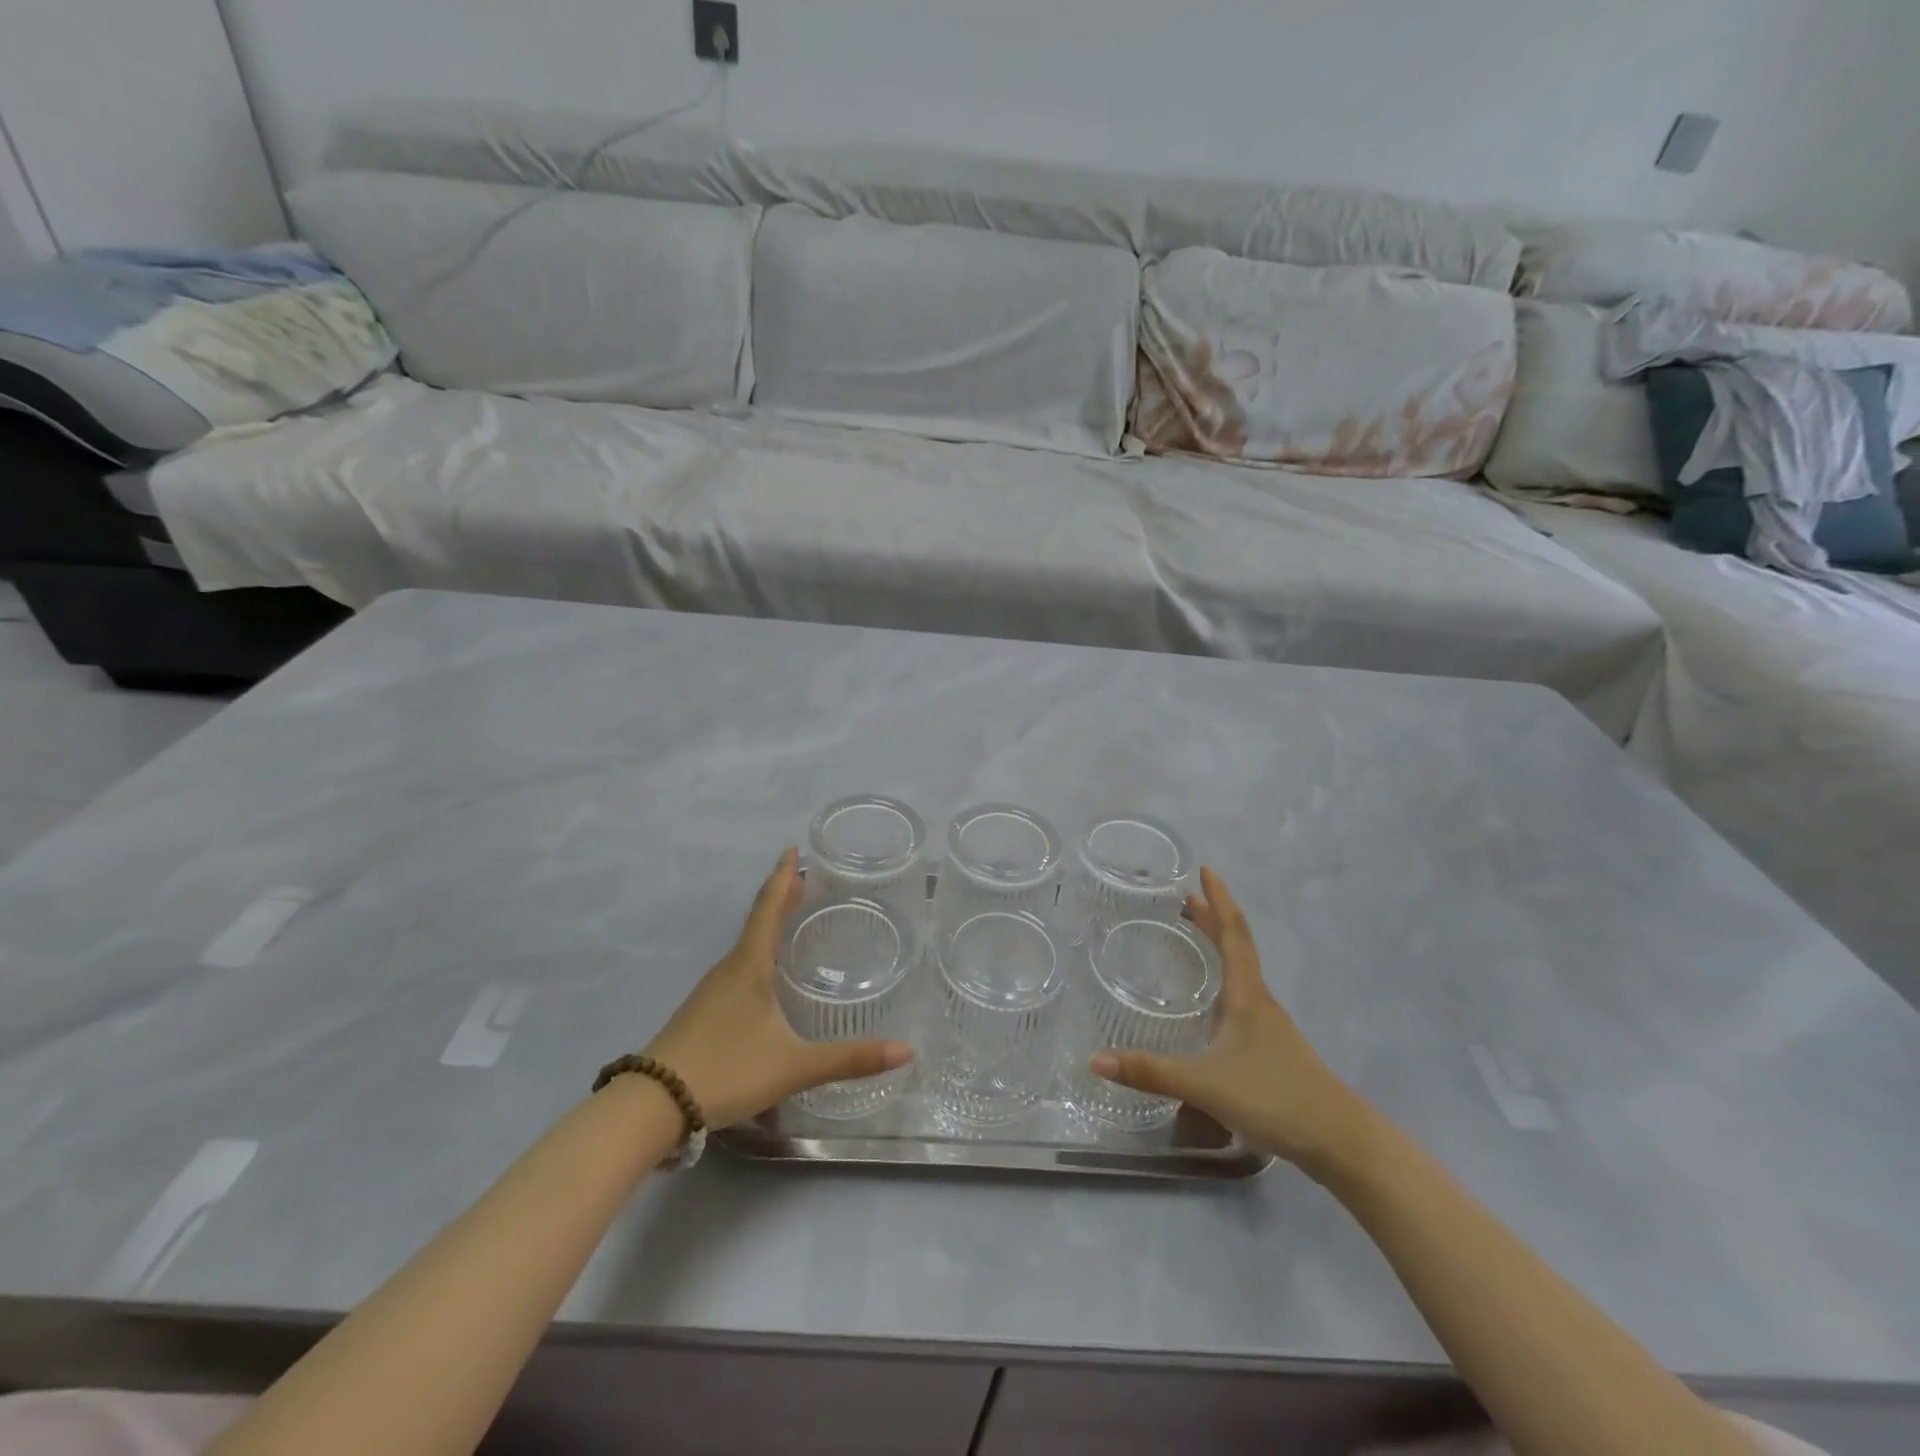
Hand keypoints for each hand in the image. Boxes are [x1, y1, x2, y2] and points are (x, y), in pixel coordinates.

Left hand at [644, 849, 913, 1128]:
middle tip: (807, 880)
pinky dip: (758, 954)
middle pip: (758, 922)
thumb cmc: (726, 1070)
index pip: (769, 908)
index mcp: (749, 965)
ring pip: (747, 946)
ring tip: (792, 919)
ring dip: (769, 926)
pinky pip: (737, 968)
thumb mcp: (794, 1066)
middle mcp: (729, 969)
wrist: (650, 1105)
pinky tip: (767, 976)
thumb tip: (906, 1050)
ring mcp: (711, 991)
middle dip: (782, 898)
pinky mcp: (702, 1013)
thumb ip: (849, 1059)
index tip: (792, 848)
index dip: (783, 877)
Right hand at [1091, 867, 1371, 1175]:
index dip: (1219, 899)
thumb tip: (1095, 1060)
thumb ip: (1151, 1072)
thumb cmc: (1274, 1097)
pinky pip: (1242, 996)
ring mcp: (1269, 1025)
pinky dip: (1223, 977)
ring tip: (1194, 934)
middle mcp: (1259, 1001)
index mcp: (1247, 995)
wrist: (1339, 1141)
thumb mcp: (1205, 1084)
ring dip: (1219, 945)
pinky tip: (1211, 1000)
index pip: (1233, 933)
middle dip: (1212, 918)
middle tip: (1184, 897)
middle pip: (1236, 946)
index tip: (1205, 870)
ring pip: (1241, 971)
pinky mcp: (1271, 1048)